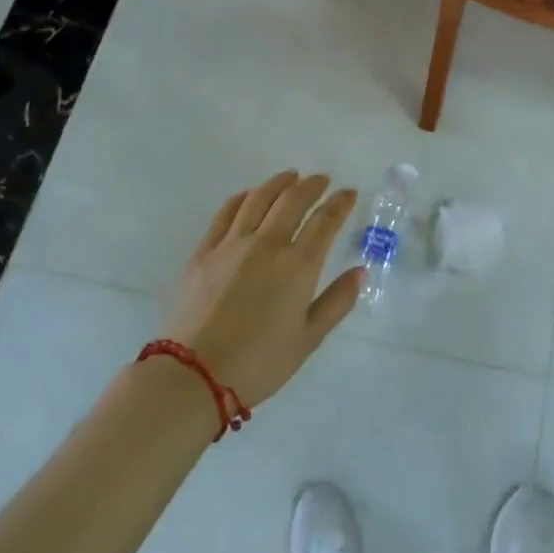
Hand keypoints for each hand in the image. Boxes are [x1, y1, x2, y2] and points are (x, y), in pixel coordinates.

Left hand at [160, 171, 362, 408]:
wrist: (194, 375)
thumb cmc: (260, 362)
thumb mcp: (309, 338)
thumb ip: (337, 301)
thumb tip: (360, 271)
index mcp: (298, 265)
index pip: (325, 220)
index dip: (340, 203)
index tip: (349, 193)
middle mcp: (267, 244)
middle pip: (293, 200)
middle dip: (312, 185)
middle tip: (322, 180)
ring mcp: (232, 244)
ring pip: (258, 199)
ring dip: (278, 183)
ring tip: (290, 177)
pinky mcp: (204, 252)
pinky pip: (226, 213)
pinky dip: (242, 197)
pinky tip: (249, 195)